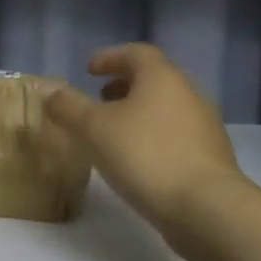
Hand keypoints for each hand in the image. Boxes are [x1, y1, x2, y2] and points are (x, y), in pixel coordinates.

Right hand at [45, 45, 241, 259]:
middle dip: (125, 85)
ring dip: (139, 112)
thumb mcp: (94, 129)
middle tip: (100, 98)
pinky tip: (137, 159)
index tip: (89, 70)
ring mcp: (204, 125)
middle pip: (154, 79)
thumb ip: (69, 107)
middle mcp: (188, 93)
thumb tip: (50, 92)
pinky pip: (175, 134)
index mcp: (162, 77)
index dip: (110, 57)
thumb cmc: (145, 156)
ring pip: (166, 108)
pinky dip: (153, 136)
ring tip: (114, 132)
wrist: (205, 207)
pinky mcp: (210, 156)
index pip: (136, 53)